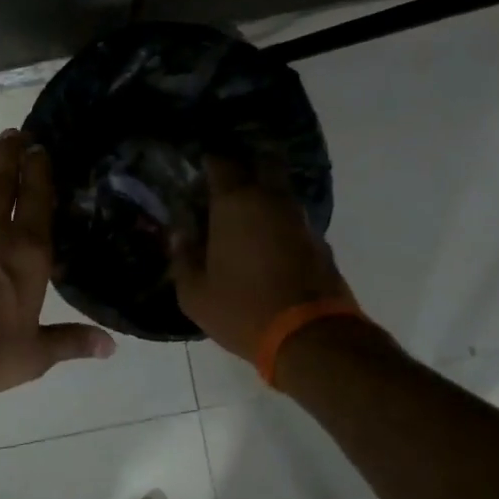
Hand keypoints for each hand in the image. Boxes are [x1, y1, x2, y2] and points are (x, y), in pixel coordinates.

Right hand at [171, 158, 355, 359]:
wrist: (310, 336)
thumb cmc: (242, 309)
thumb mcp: (195, 293)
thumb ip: (183, 257)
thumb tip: (180, 234)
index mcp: (235, 203)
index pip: (220, 162)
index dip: (207, 162)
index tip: (196, 173)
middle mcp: (271, 199)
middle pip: (261, 163)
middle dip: (244, 168)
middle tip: (224, 188)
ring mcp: (299, 218)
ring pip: (279, 192)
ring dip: (263, 197)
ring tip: (243, 219)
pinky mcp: (318, 240)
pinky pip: (292, 219)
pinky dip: (278, 223)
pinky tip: (266, 244)